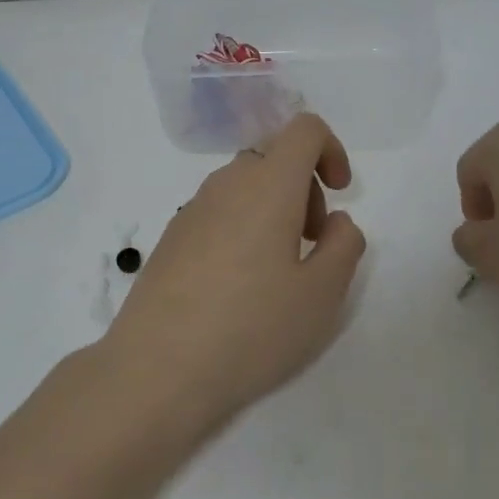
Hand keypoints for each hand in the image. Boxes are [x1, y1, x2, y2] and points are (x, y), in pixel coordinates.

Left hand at [103, 113, 366, 425]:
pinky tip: (238, 287)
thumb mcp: (321, 295)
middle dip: (304, 188)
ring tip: (277, 272)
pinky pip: (218, 212)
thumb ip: (343, 246)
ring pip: (244, 185)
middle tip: (311, 244)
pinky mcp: (171, 237)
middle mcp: (227, 184)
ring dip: (273, 209)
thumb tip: (336, 221)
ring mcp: (192, 209)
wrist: (155, 370)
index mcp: (268, 185)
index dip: (331, 150)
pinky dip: (242, 227)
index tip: (339, 194)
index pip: (304, 129)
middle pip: (274, 157)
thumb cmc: (250, 329)